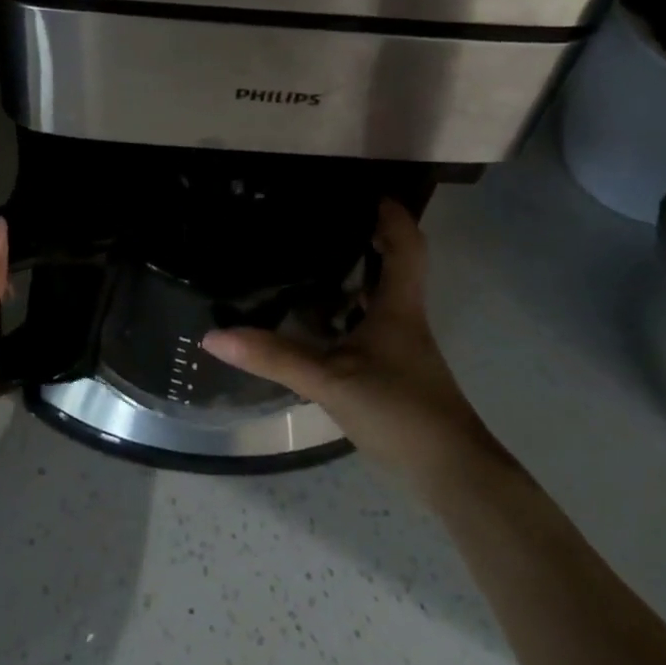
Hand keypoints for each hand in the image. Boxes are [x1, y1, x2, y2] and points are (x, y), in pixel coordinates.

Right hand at [202, 200, 507, 497]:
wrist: (450, 473)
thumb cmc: (398, 410)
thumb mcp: (329, 380)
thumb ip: (274, 357)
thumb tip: (215, 336)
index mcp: (398, 306)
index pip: (405, 244)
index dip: (392, 215)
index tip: (367, 191)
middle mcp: (404, 317)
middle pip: (395, 264)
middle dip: (369, 238)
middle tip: (326, 221)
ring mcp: (403, 347)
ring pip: (381, 297)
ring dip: (357, 276)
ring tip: (312, 261)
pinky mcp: (397, 371)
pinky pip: (371, 326)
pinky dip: (348, 313)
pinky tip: (318, 324)